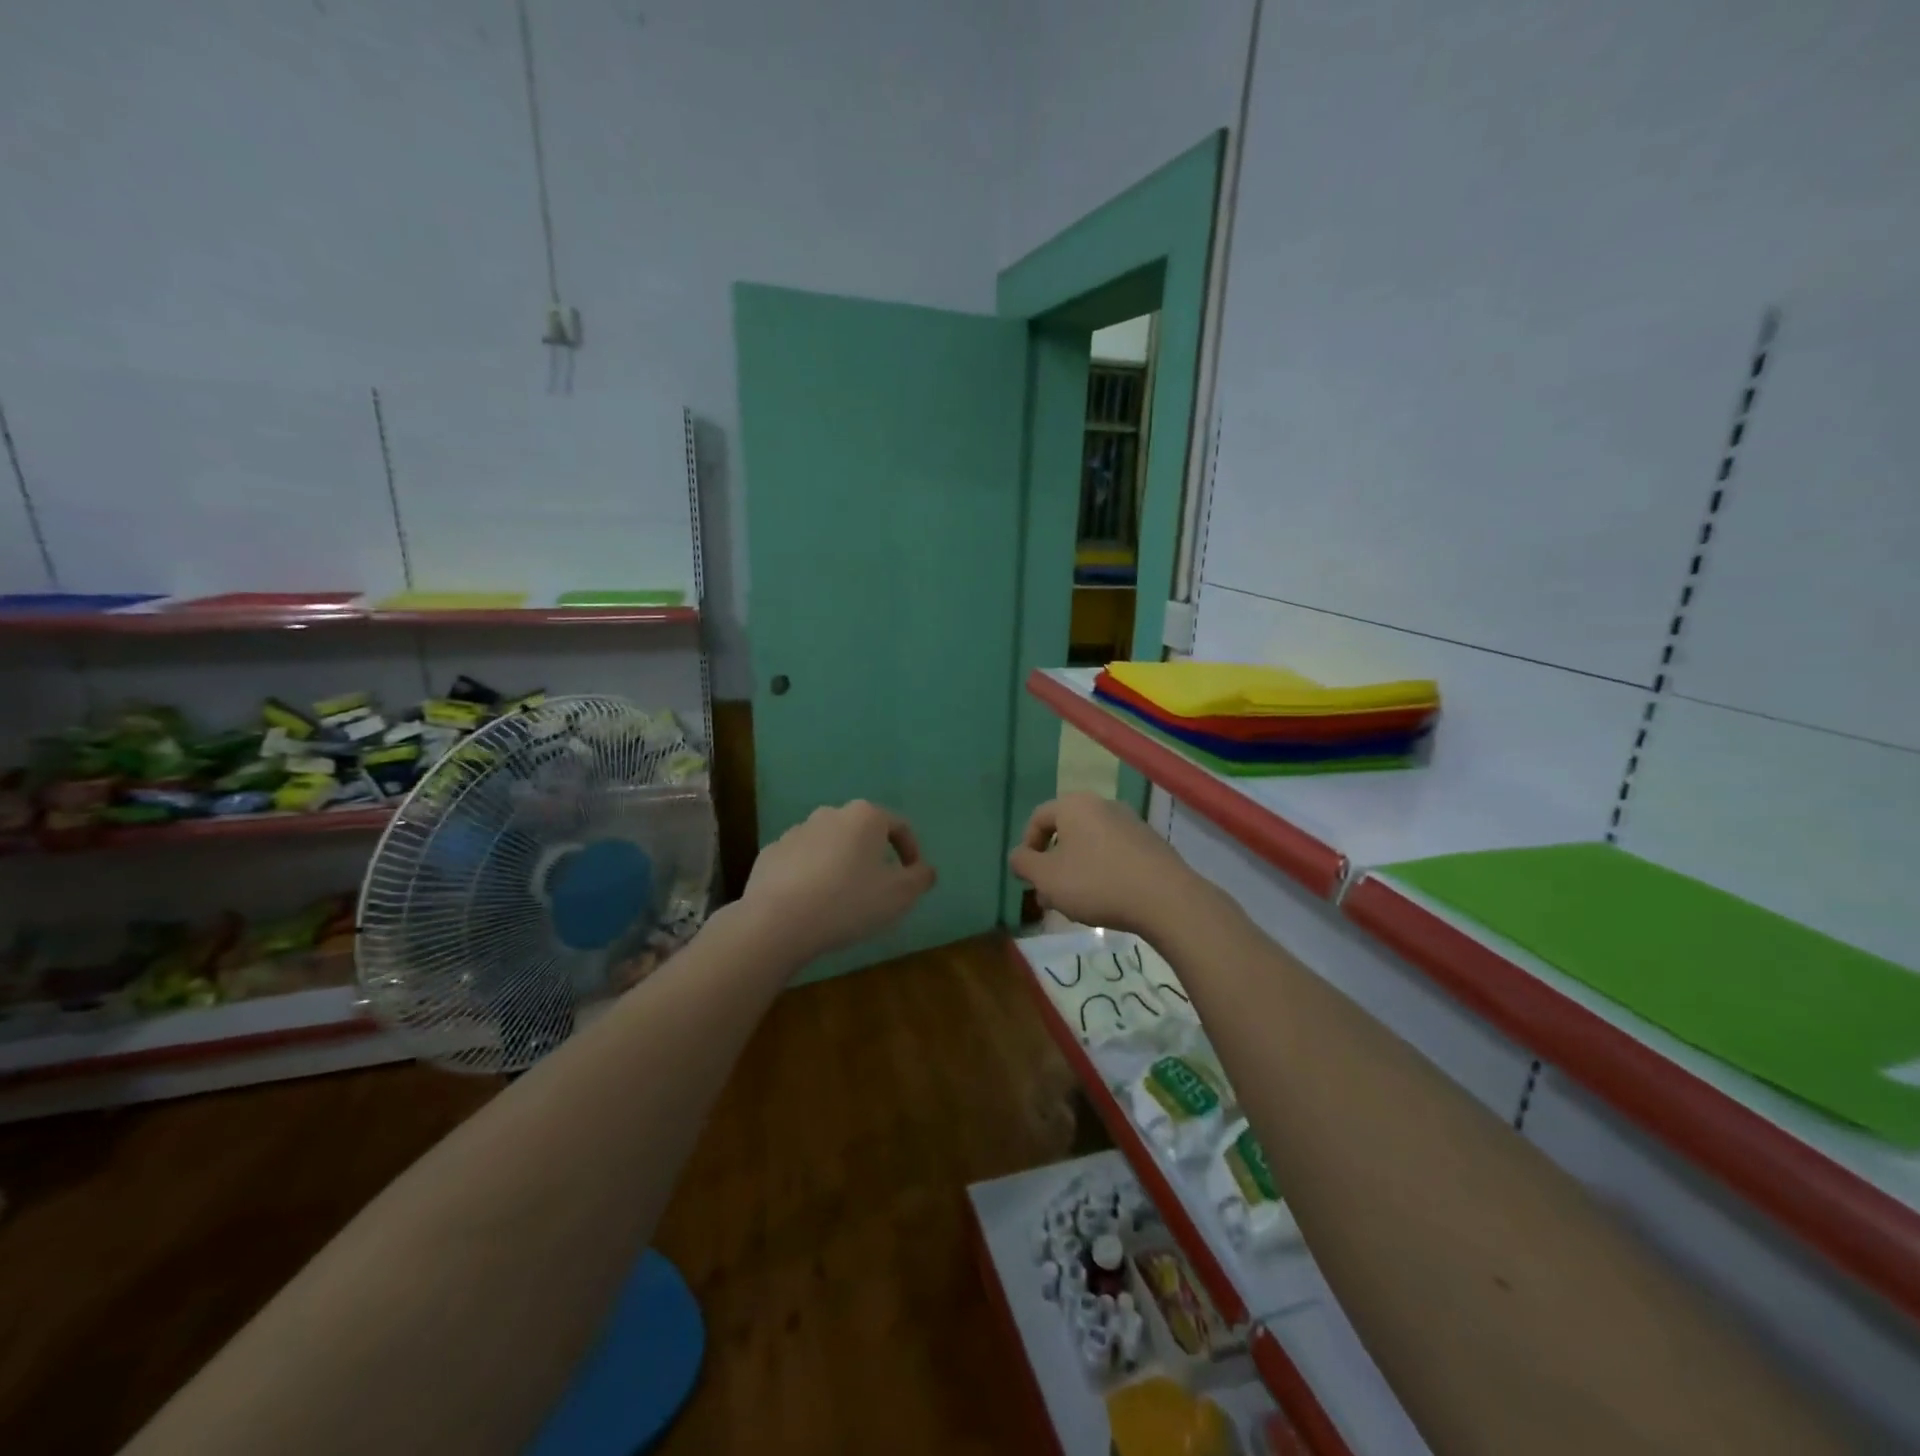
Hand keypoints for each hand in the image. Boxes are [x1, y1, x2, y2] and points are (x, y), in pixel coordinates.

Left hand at [738, 800, 936, 964]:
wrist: (778, 921)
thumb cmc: (848, 902)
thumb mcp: (899, 895)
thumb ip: (919, 878)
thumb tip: (926, 870)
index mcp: (865, 816)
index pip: (899, 826)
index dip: (911, 851)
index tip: (913, 877)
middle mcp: (830, 814)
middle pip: (861, 832)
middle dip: (872, 856)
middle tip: (878, 888)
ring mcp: (796, 832)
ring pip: (829, 845)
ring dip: (840, 864)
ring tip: (842, 898)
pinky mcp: (771, 853)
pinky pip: (801, 861)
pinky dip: (810, 875)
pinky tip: (811, 903)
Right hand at [1008, 794, 1203, 937]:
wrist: (1165, 898)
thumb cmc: (1096, 883)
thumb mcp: (1047, 878)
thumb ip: (1023, 864)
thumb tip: (1018, 856)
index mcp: (1074, 805)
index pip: (1038, 817)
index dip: (1026, 847)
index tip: (1028, 877)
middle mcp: (1103, 805)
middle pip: (1066, 832)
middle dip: (1052, 864)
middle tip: (1049, 895)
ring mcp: (1131, 822)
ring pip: (1090, 844)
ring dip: (1076, 870)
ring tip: (1076, 904)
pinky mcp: (1151, 843)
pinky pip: (1115, 854)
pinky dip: (1103, 872)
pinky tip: (1106, 900)